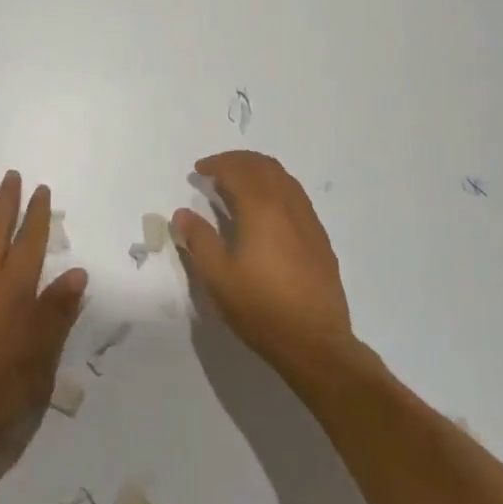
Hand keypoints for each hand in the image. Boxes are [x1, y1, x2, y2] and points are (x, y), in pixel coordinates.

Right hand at [171, 151, 353, 382]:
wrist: (315, 342)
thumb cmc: (260, 308)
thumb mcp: (218, 277)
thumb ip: (198, 240)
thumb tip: (182, 213)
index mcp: (261, 209)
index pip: (238, 170)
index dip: (216, 164)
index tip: (199, 170)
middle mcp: (288, 205)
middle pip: (264, 166)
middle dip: (238, 161)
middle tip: (217, 170)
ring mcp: (308, 220)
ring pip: (284, 178)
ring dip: (259, 171)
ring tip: (239, 184)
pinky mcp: (320, 238)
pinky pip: (296, 196)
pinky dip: (276, 187)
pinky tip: (266, 210)